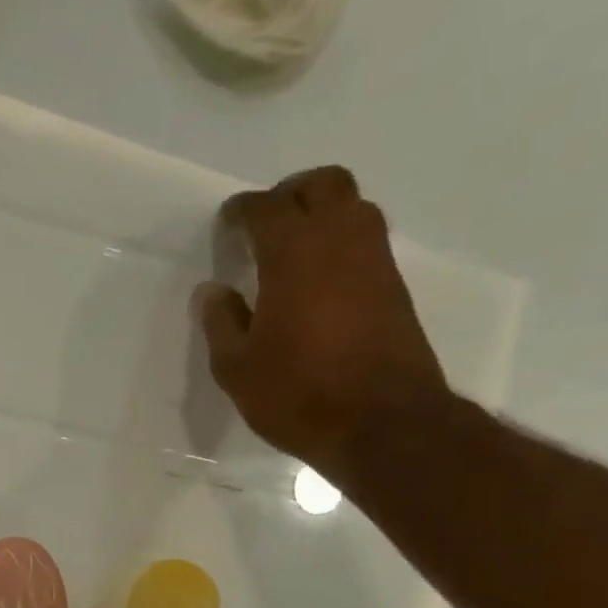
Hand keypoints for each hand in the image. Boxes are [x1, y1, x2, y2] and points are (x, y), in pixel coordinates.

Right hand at [193, 166, 449, 477]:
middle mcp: (340, 239)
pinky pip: (366, 241)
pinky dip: (342, 243)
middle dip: (290, 194)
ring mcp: (375, 260)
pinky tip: (321, 280)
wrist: (383, 423)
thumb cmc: (298, 394)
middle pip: (322, 184)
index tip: (227, 224)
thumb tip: (212, 290)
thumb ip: (221, 322)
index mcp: (293, 252)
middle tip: (266, 224)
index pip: (265, 208)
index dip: (242, 211)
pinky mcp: (395, 286)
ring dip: (322, 213)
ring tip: (295, 249)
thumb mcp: (237, 368)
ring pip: (352, 206)